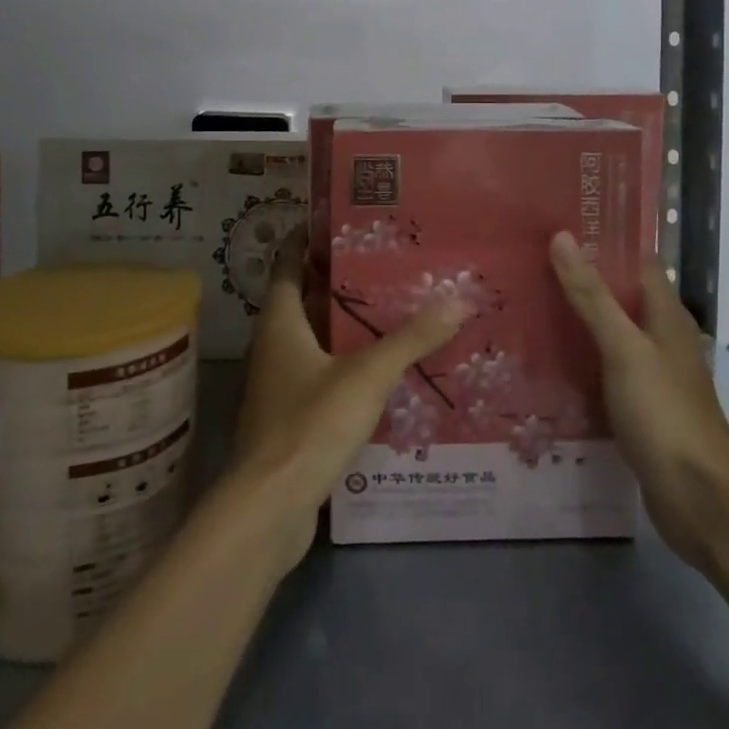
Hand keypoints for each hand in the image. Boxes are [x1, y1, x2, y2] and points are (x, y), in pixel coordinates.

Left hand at [231, 227, 470, 572]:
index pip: (289, 262)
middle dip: (340, 279)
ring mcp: (278, 382)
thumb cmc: (310, 424)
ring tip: (391, 307)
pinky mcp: (289, 415)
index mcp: (280, 321)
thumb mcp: (367, 375)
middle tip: (385, 261)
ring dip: (345, 322)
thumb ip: (411, 338)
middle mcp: (273, 345)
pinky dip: (345, 360)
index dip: (310, 238)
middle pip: (304, 297)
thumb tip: (458, 299)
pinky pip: (319, 371)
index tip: (345, 220)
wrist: (270, 508)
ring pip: (313, 337)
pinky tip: (381, 366)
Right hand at [549, 231, 728, 572]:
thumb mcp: (623, 348)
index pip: (637, 262)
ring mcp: (653, 375)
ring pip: (612, 334)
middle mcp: (663, 338)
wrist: (699, 498)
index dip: (603, 242)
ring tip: (530, 305)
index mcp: (667, 315)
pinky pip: (607, 370)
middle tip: (531, 265)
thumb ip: (592, 295)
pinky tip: (549, 361)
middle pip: (621, 297)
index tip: (559, 228)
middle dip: (582, 281)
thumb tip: (562, 236)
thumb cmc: (663, 412)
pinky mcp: (642, 408)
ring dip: (579, 321)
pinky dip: (582, 360)